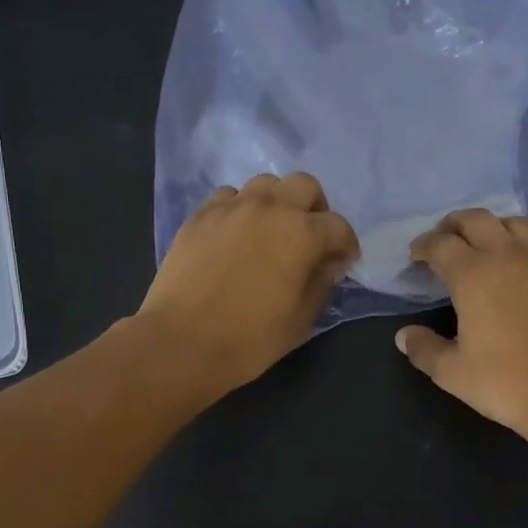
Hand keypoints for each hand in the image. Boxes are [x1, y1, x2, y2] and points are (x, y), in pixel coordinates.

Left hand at [137, 172, 358, 396]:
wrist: (181, 342)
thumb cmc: (250, 339)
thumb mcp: (300, 320)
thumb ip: (321, 284)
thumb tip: (329, 264)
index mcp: (301, 234)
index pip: (338, 226)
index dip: (346, 246)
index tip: (342, 264)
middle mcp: (269, 208)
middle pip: (304, 186)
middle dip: (315, 209)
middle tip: (310, 239)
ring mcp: (230, 208)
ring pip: (264, 184)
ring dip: (277, 203)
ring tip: (271, 233)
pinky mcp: (199, 216)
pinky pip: (228, 197)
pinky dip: (240, 210)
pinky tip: (236, 236)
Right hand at [395, 209, 527, 456]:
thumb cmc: (506, 383)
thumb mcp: (452, 373)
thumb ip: (423, 349)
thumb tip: (404, 336)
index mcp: (472, 275)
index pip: (440, 244)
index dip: (423, 246)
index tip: (416, 256)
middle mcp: (508, 256)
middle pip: (477, 219)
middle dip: (454, 225)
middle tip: (445, 240)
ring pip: (516, 224)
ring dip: (495, 228)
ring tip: (487, 246)